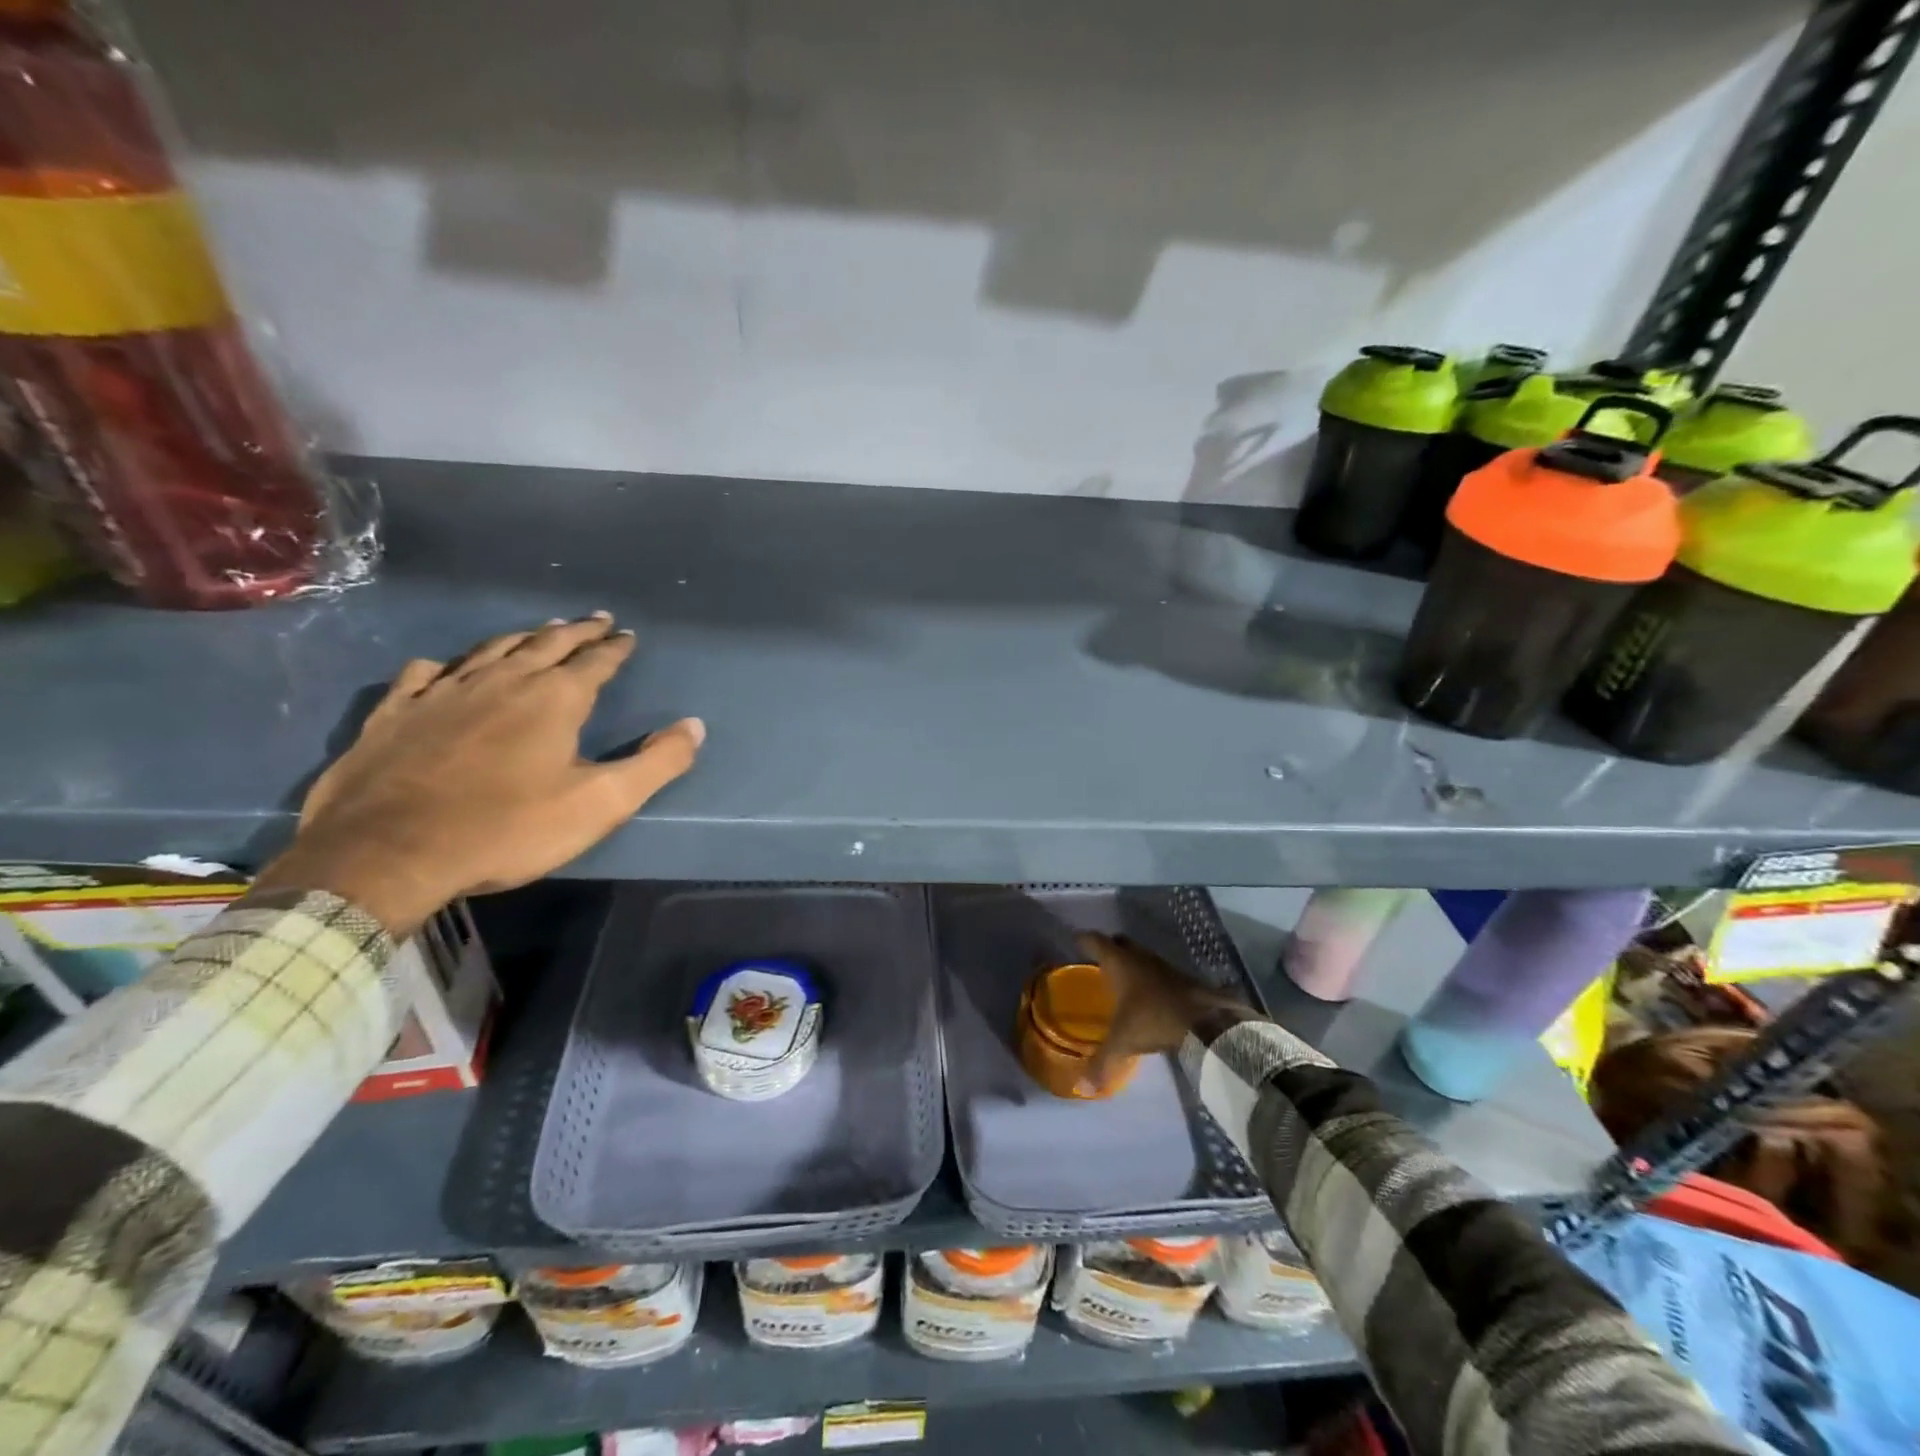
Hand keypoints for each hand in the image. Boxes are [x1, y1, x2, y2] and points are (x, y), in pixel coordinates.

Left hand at [253, 614, 704, 934]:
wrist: (389, 853)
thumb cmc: (509, 828)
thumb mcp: (601, 803)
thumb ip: (656, 763)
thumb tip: (694, 726)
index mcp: (554, 699)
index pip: (595, 661)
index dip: (615, 648)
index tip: (627, 635)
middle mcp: (502, 681)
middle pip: (546, 643)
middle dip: (575, 630)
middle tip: (595, 619)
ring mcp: (442, 693)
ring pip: (490, 650)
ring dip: (521, 637)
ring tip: (538, 630)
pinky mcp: (395, 713)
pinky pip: (424, 674)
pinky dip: (444, 666)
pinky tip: (443, 667)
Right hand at [1075, 931, 1248, 1092]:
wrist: (1205, 1021)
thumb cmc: (1154, 1019)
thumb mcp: (1123, 1042)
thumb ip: (1102, 1063)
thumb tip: (1081, 1088)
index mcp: (1119, 963)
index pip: (1096, 941)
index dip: (1084, 941)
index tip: (1075, 941)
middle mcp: (1140, 958)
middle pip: (1120, 943)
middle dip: (1110, 948)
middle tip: (1098, 961)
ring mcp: (1163, 965)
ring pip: (1141, 956)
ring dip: (1132, 963)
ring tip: (1122, 979)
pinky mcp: (1182, 978)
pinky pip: (1158, 971)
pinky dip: (1150, 978)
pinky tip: (1149, 995)